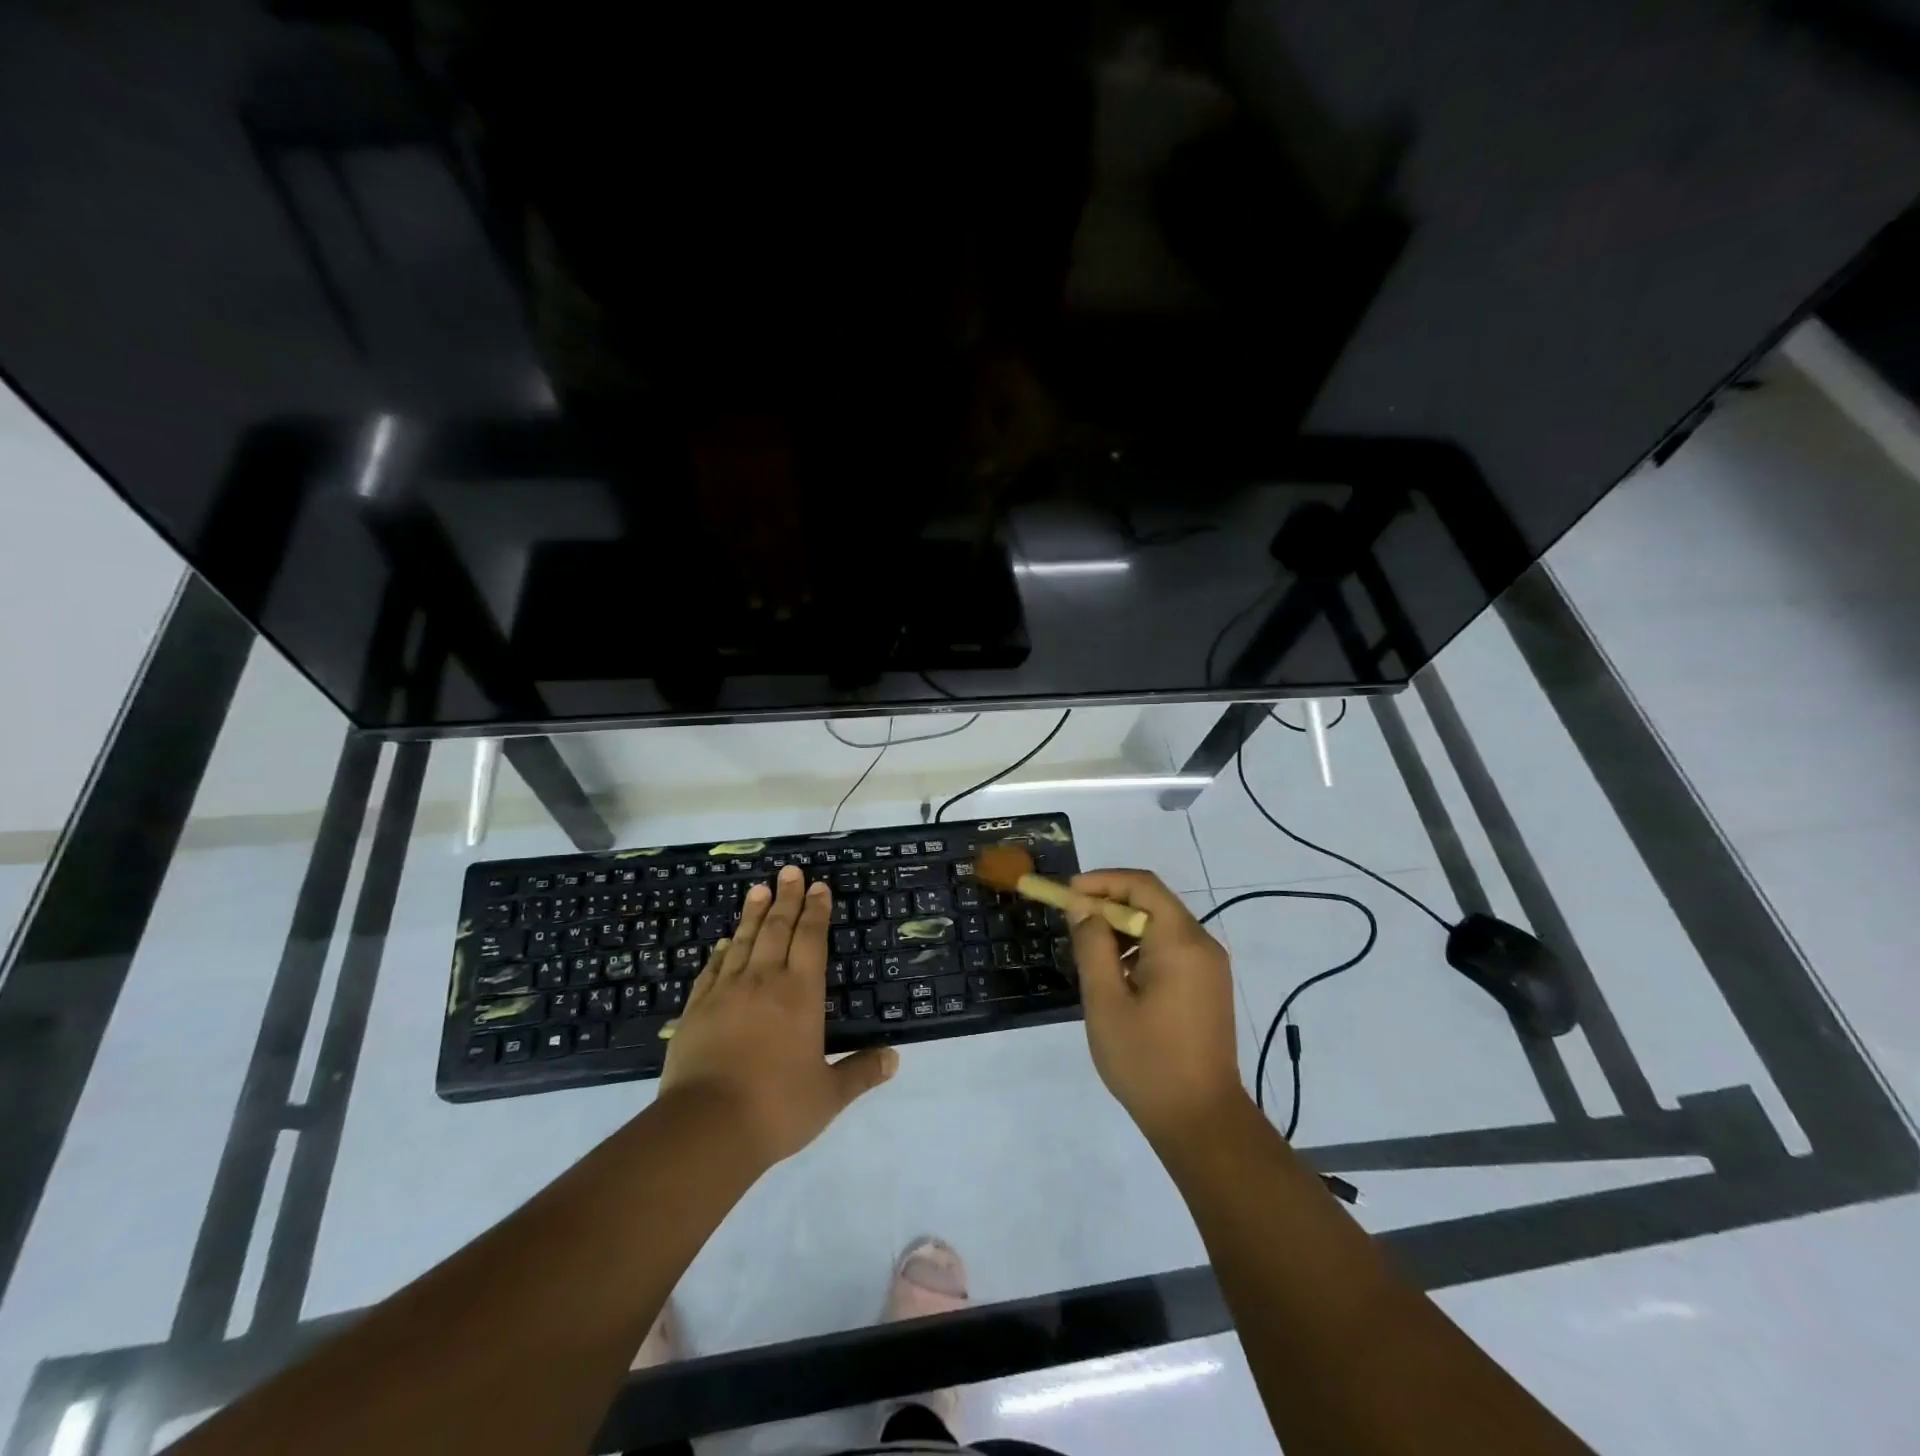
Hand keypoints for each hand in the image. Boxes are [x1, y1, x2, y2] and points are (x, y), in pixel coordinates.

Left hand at [660, 866, 897, 1166]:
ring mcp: (726, 993)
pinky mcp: (696, 1010)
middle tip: (789, 872)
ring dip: (753, 914)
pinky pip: (712, 970)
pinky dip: (721, 952)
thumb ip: (860, 1072)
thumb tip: (894, 1058)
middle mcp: (764, 982)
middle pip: (777, 929)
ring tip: (758, 890)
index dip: (816, 911)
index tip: (818, 887)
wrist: (706, 1128)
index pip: (811, 939)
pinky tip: (723, 943)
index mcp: (801, 995)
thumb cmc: (776, 1108)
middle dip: (786, 898)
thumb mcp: (828, 1096)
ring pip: (743, 941)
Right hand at [1068, 869, 1246, 1142]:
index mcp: (1181, 942)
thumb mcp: (1106, 1001)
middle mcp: (1202, 945)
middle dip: (1110, 904)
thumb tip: (1083, 907)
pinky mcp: (1209, 987)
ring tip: (1089, 950)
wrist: (1202, 1121)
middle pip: (1153, 902)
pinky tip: (1117, 974)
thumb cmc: (1147, 1060)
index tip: (1068, 893)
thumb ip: (1092, 946)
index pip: (1142, 886)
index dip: (1102, 881)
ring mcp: (1210, 967)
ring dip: (1124, 927)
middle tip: (1073, 921)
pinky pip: (1172, 949)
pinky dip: (1141, 948)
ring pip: (1162, 926)